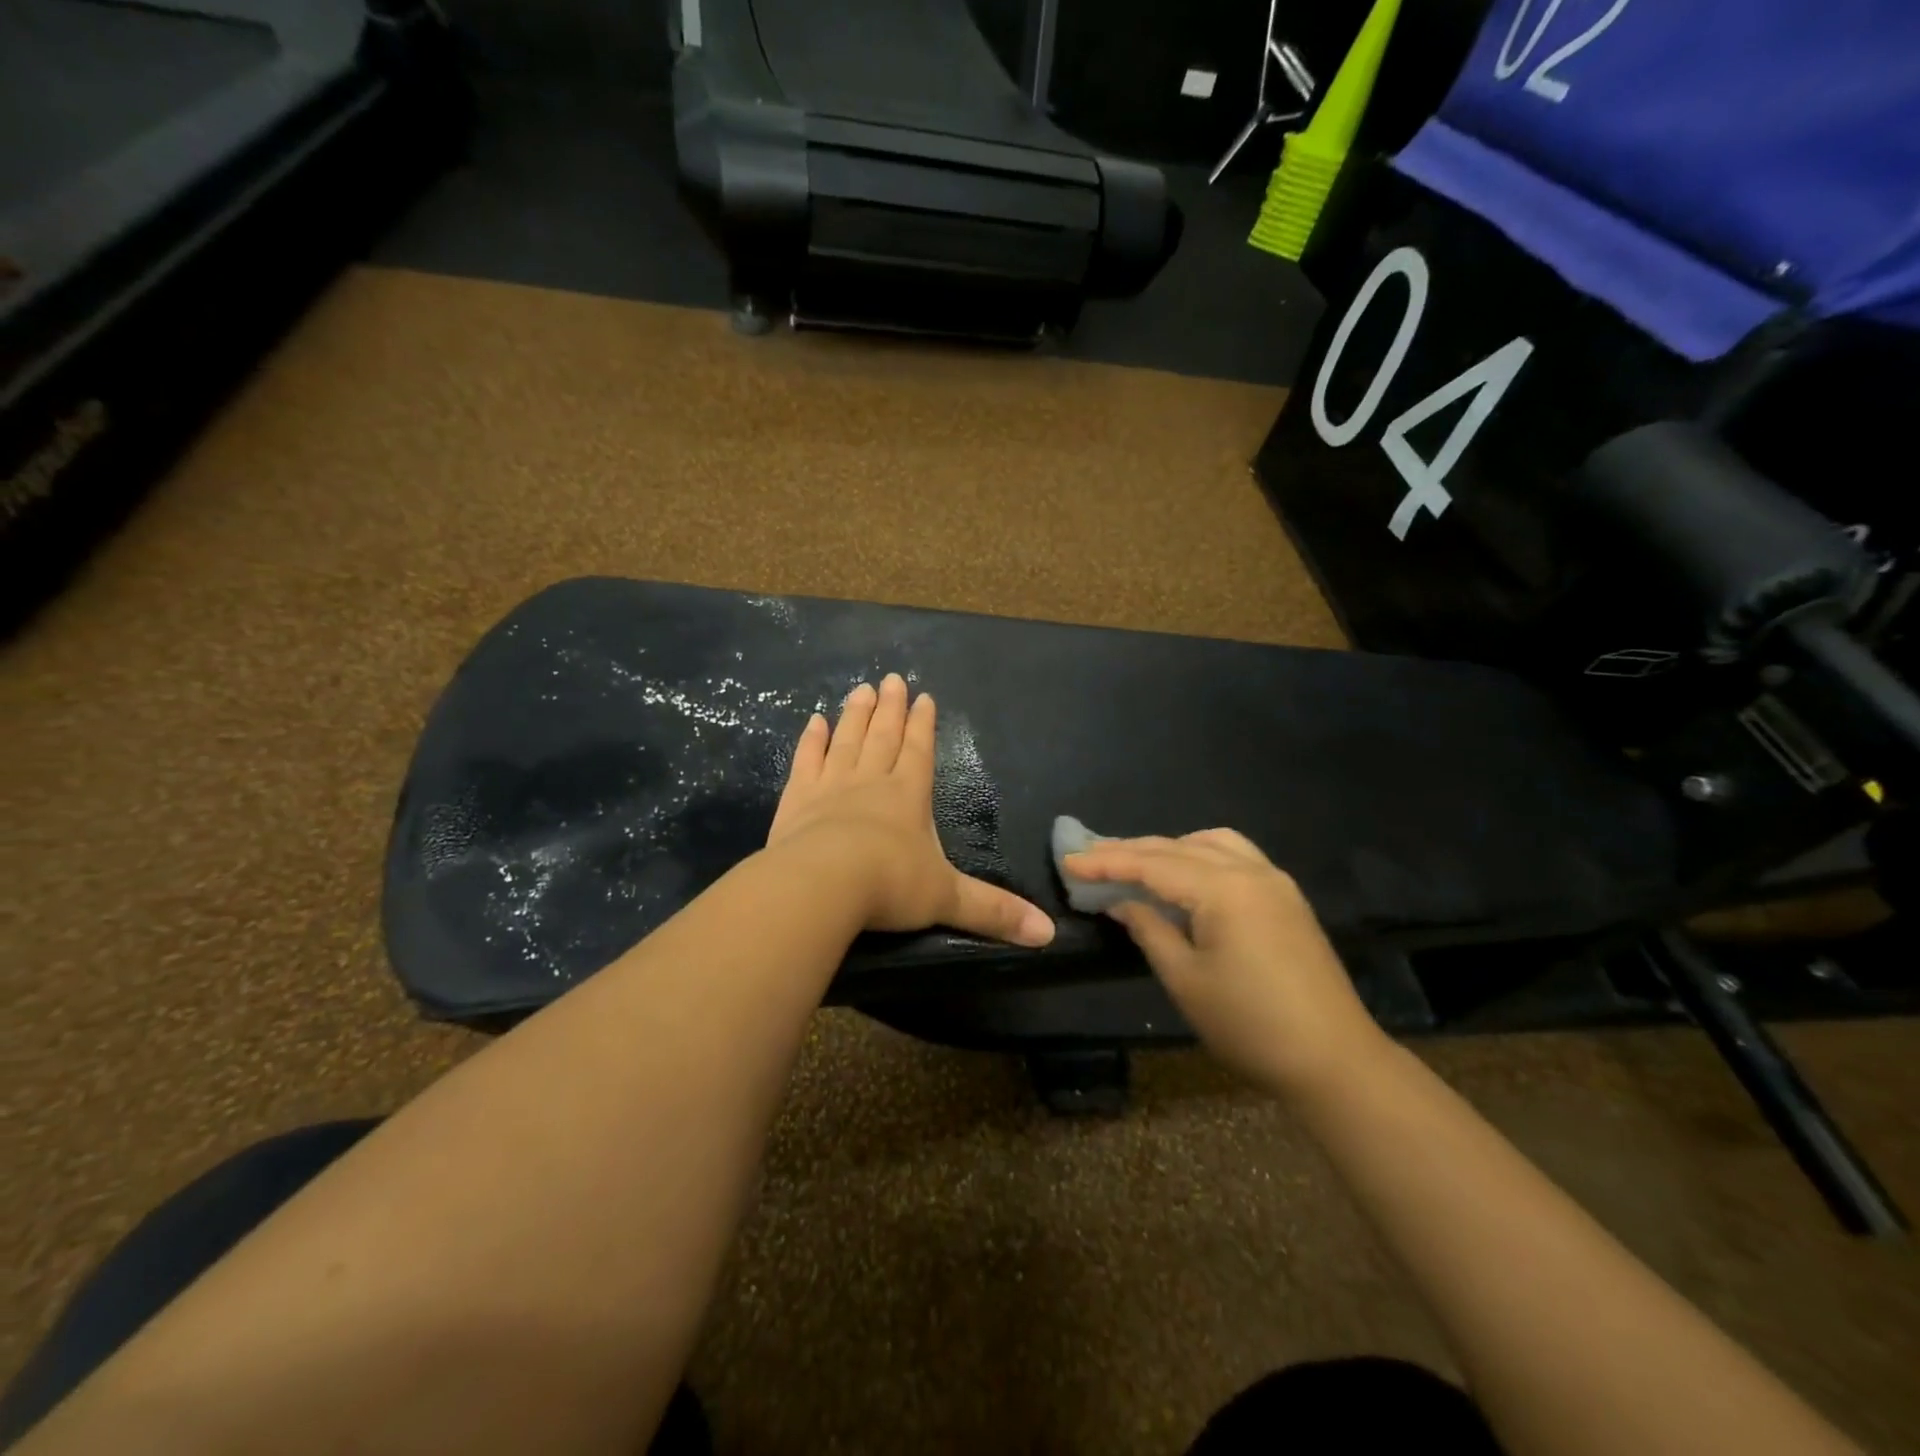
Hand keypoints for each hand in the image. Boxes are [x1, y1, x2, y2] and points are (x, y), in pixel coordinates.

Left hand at [767, 674, 1054, 947]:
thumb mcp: (948, 899)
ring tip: (861, 689)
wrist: (822, 885)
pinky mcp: (797, 799)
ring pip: (847, 740)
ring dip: (855, 714)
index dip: (922, 724)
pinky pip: (806, 760)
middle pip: (883, 736)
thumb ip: (994, 912)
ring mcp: (831, 786)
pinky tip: (814, 721)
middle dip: (890, 708)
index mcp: (909, 796)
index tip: (923, 696)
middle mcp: (872, 781)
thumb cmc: (890, 886)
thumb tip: (1048, 935)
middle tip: (891, 679)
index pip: (919, 751)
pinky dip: (811, 740)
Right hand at [1064, 830, 1388, 1097]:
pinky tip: (1186, 876)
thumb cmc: (1250, 1025)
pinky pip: (1235, 856)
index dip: (1108, 862)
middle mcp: (1251, 871)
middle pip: (1178, 847)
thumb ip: (1150, 930)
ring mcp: (1274, 881)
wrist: (1334, 1060)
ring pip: (1210, 843)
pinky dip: (1201, 855)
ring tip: (1135, 863)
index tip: (1069, 861)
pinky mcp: (1286, 898)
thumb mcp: (1186, 980)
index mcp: (1224, 889)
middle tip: (1089, 857)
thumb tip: (1121, 902)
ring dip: (1169, 848)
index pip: (1153, 864)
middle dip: (1131, 850)